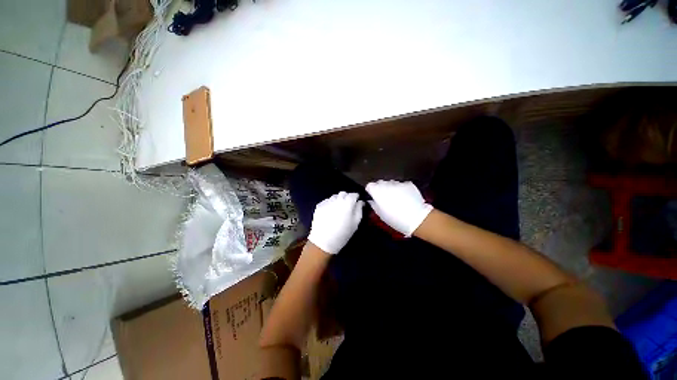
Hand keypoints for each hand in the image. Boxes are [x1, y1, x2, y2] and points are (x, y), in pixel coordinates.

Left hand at [308, 192, 363, 254]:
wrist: (323, 241)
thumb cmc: (343, 233)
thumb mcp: (355, 223)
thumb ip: (359, 209)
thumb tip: (360, 202)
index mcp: (347, 203)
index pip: (353, 194)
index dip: (356, 197)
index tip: (357, 202)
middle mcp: (337, 199)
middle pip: (343, 193)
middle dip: (347, 197)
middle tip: (348, 205)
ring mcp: (327, 201)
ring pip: (335, 196)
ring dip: (338, 200)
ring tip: (339, 209)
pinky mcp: (319, 205)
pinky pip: (327, 201)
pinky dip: (331, 204)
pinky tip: (330, 212)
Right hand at [365, 180, 432, 236]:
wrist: (417, 218)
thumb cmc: (395, 218)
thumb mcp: (381, 214)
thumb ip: (374, 205)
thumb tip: (372, 200)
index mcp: (377, 191)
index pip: (369, 186)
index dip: (371, 191)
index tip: (373, 197)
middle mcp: (386, 184)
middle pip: (380, 183)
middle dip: (380, 188)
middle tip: (385, 198)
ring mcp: (398, 183)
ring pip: (391, 183)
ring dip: (391, 188)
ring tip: (396, 197)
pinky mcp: (408, 183)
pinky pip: (401, 184)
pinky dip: (401, 189)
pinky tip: (405, 197)